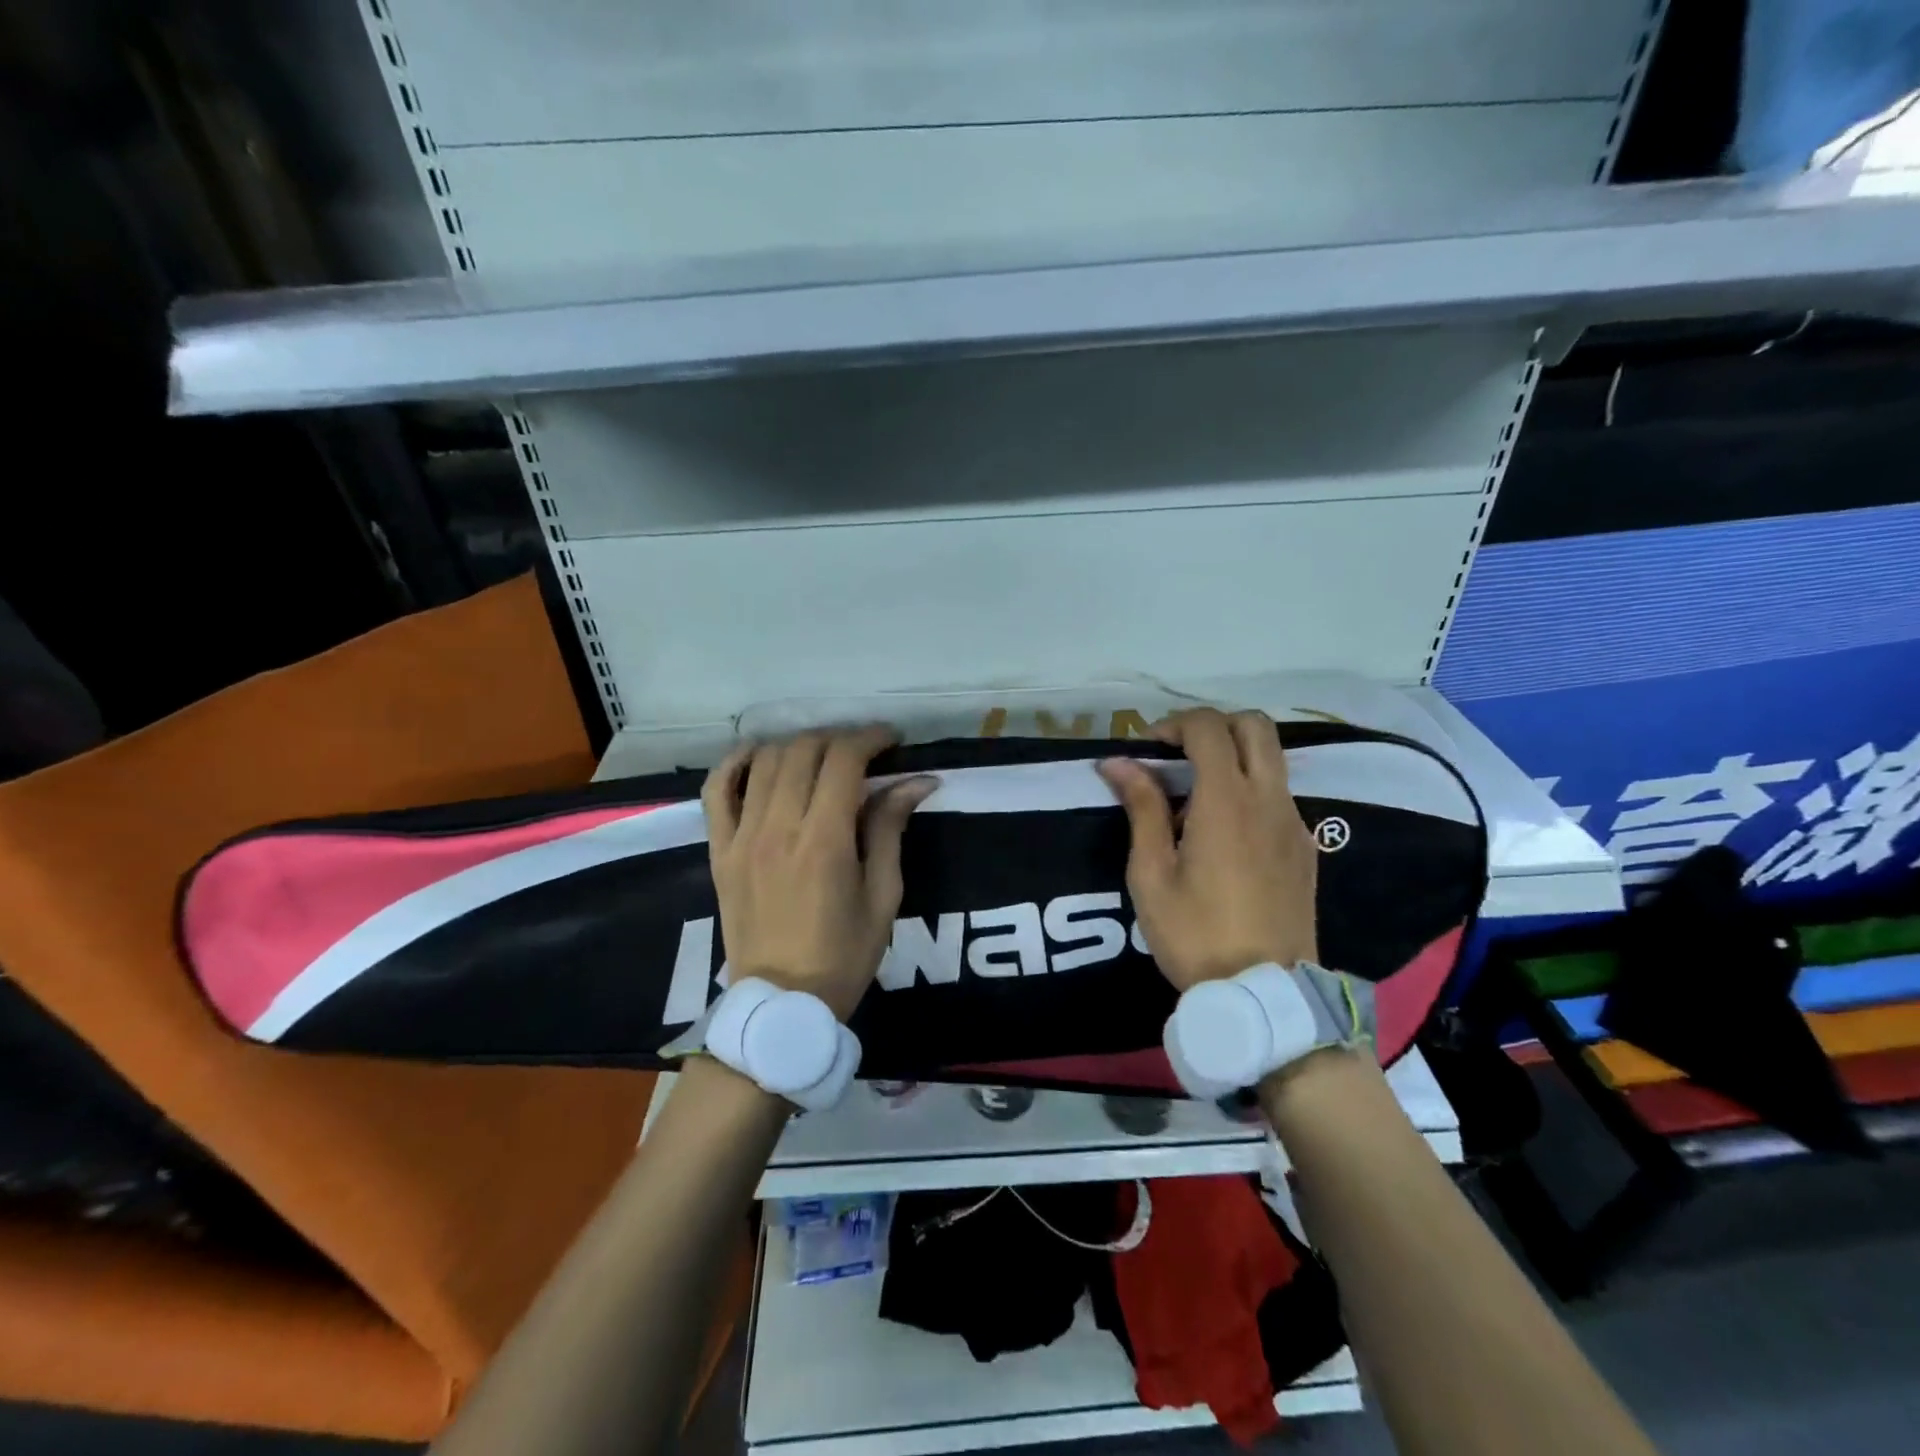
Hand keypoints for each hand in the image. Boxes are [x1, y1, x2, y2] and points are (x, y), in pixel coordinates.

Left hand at [701, 727, 936, 1020]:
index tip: (891, 740)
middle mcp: (778, 827)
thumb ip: (890, 830)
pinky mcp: (719, 850)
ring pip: (764, 761)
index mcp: (824, 841)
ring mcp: (742, 837)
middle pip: (804, 751)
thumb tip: (916, 781)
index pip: (843, 760)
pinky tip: (758, 755)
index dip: (870, 738)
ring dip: (797, 745)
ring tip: (821, 755)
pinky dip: (735, 763)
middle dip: (839, 738)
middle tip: (862, 751)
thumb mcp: (883, 896)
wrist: (782, 1003)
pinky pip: (717, 791)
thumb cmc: (844, 955)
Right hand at [1097, 708, 1318, 990]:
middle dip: (1212, 725)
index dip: (1174, 724)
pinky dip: (1250, 788)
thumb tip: (1118, 762)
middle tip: (1176, 755)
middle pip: (1254, 725)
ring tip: (1194, 797)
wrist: (1264, 992)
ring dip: (1232, 755)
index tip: (1146, 750)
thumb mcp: (1151, 874)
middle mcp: (1269, 799)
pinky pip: (1279, 794)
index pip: (1209, 728)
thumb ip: (1141, 808)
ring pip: (1271, 758)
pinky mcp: (1305, 848)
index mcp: (1227, 801)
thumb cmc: (1194, 933)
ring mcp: (1294, 823)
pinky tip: (1222, 832)